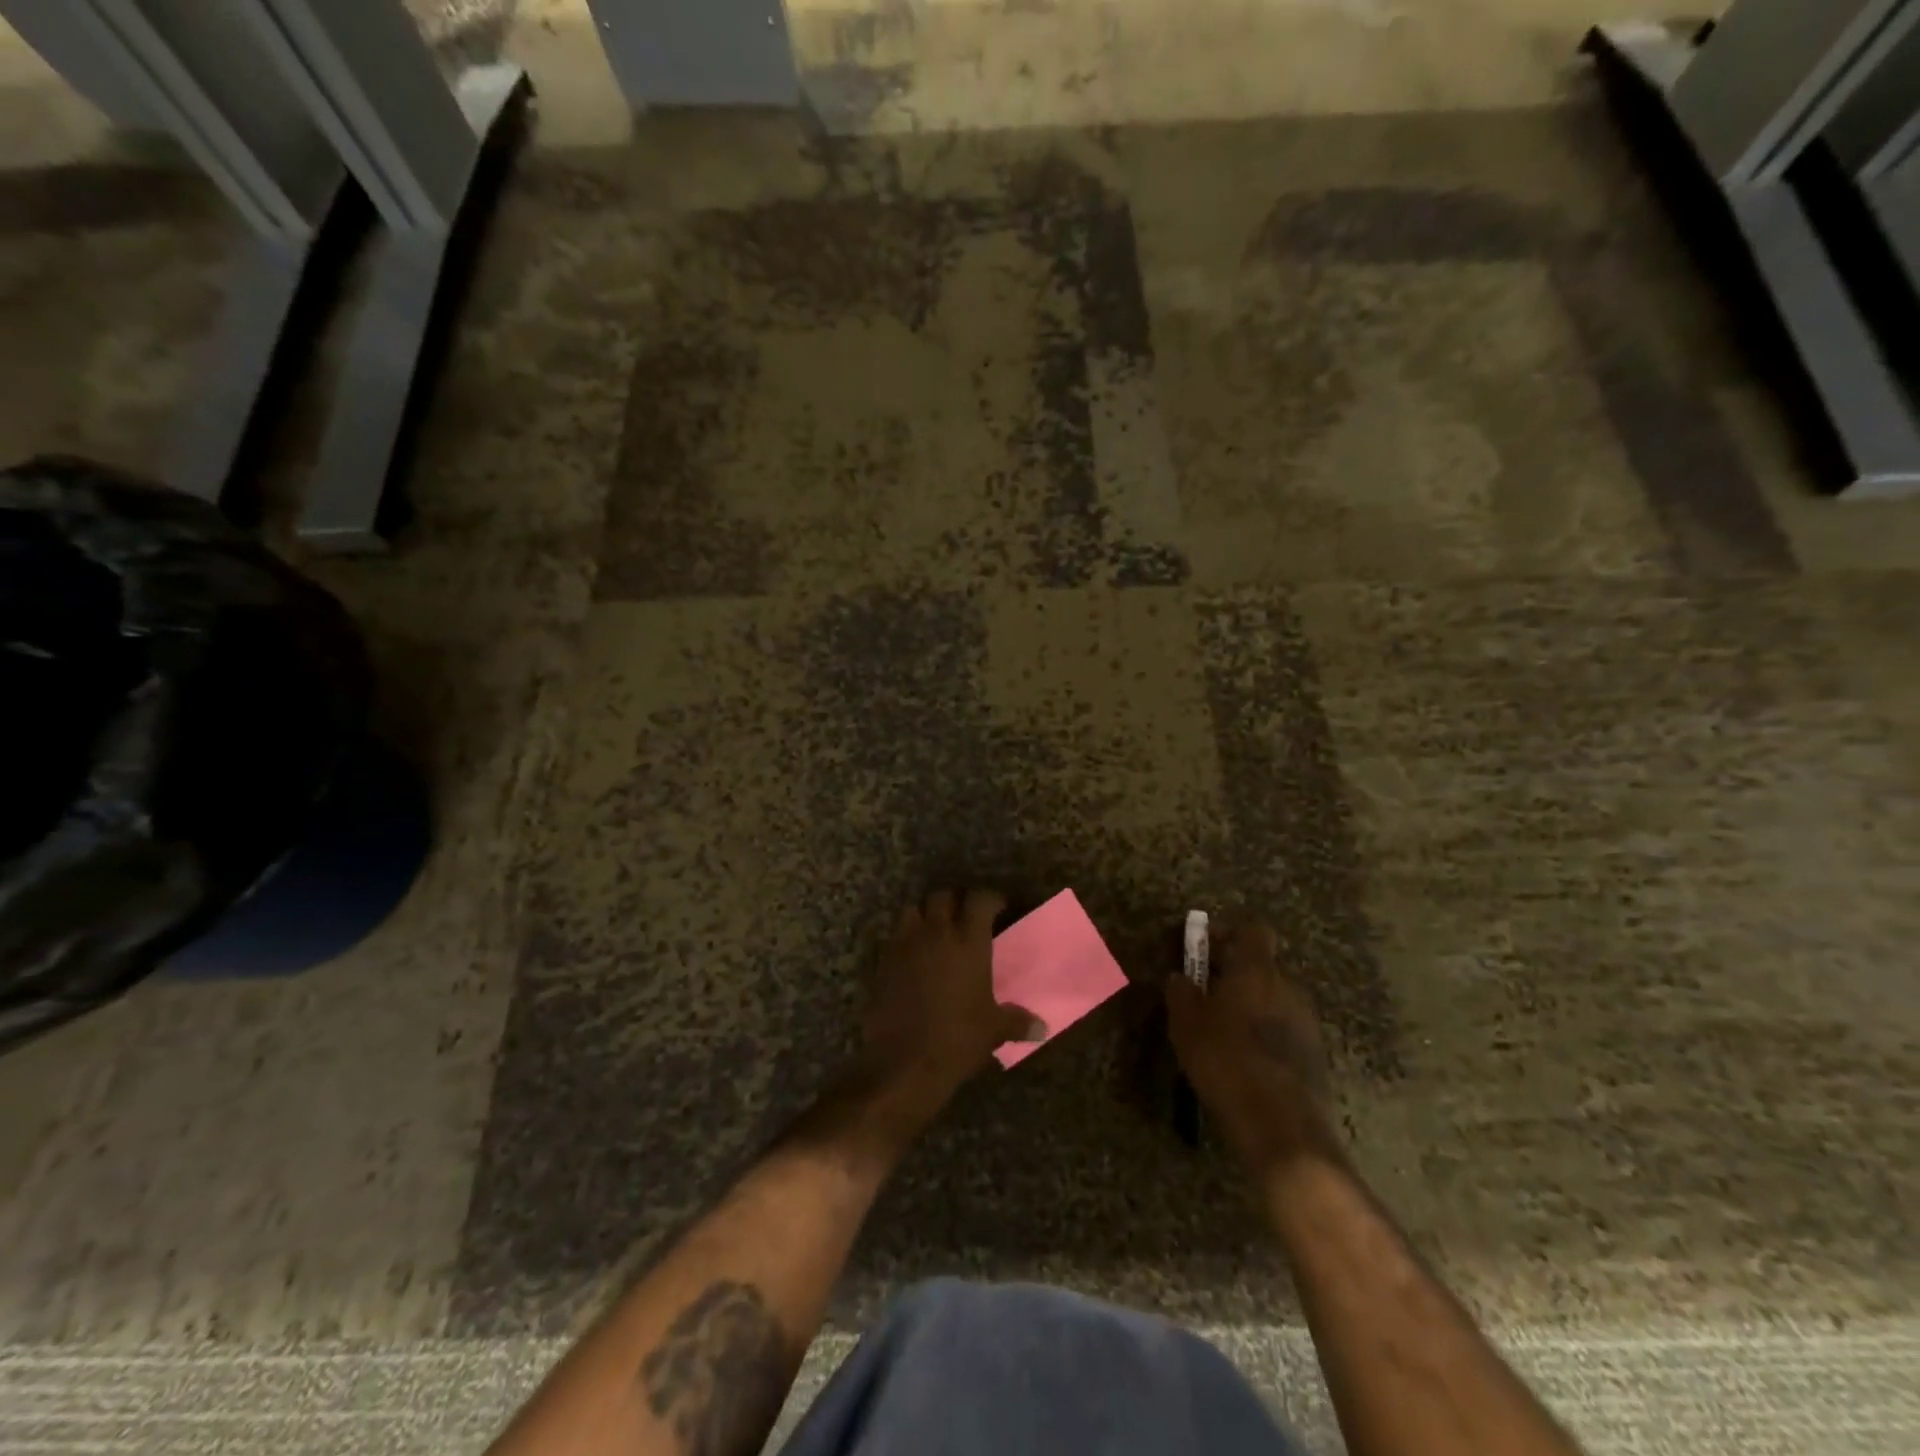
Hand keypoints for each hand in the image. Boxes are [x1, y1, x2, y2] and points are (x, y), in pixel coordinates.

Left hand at [854, 889, 1043, 1123]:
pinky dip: (906, 939)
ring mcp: (906, 945)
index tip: (999, 907)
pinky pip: (896, 937)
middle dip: (955, 901)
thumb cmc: (958, 1039)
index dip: (991, 898)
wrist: (904, 1061)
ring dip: (926, 915)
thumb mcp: (994, 1030)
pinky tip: (915, 957)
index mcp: (969, 942)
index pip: (980, 900)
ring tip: (936, 930)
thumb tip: (1042, 1029)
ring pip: (914, 910)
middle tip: (965, 916)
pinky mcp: (883, 962)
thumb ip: (1017, 1021)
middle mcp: (936, 933)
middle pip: (942, 896)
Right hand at [1165, 917, 1340, 1176]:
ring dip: (1249, 1005)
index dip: (1227, 932)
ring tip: (1221, 1032)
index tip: (1202, 949)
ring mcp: (1307, 1021)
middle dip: (1233, 974)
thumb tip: (1180, 978)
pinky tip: (1243, 1061)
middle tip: (1204, 995)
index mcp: (1257, 970)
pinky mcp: (1315, 1054)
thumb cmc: (1227, 1061)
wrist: (1282, 1128)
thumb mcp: (1186, 1024)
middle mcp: (1288, 987)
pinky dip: (1264, 1034)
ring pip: (1273, 998)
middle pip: (1261, 965)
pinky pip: (1284, 1029)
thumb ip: (1181, 992)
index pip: (1252, 929)